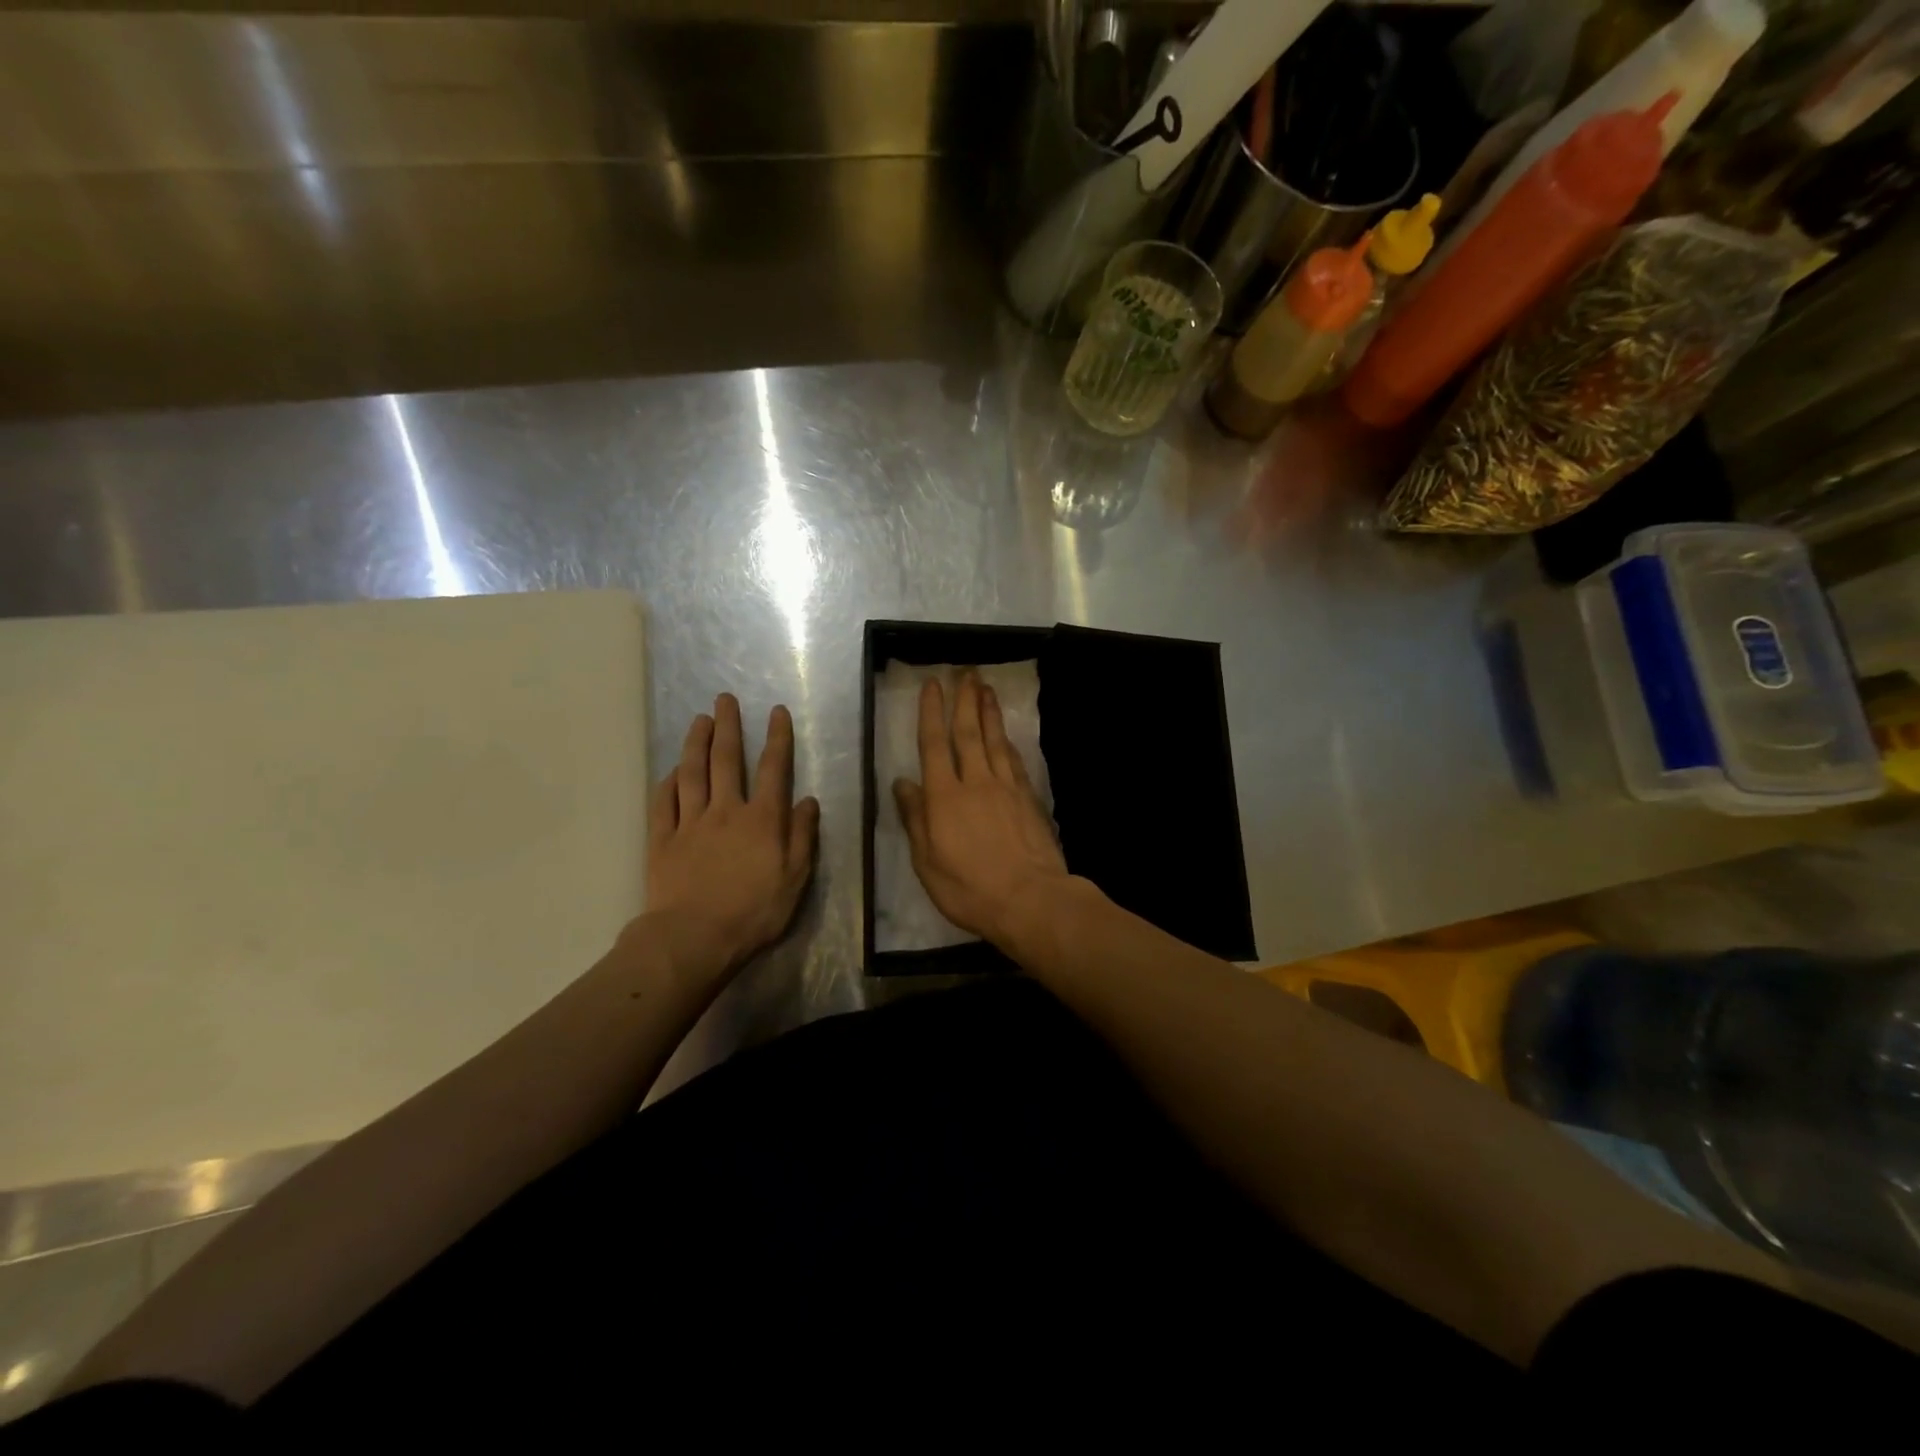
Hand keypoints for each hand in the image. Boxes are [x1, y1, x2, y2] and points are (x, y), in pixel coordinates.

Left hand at [643, 694, 818, 974]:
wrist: (694, 938)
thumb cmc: (753, 912)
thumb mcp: (795, 879)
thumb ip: (802, 837)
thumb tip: (808, 801)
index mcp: (761, 820)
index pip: (773, 770)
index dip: (777, 738)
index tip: (776, 712)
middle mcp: (726, 811)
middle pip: (726, 761)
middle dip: (728, 727)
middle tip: (724, 699)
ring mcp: (690, 823)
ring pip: (692, 774)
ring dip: (695, 744)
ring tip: (698, 720)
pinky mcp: (662, 840)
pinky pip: (664, 804)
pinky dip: (667, 783)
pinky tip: (670, 771)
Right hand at [893, 673, 1071, 948]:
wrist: (1030, 900)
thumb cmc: (970, 889)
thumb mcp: (927, 863)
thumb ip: (915, 820)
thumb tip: (902, 783)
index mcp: (944, 798)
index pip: (934, 745)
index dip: (932, 712)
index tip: (933, 684)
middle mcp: (975, 782)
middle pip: (968, 733)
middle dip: (965, 700)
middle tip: (966, 672)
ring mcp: (1006, 788)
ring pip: (995, 740)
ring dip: (989, 712)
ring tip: (985, 688)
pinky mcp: (1028, 798)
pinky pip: (1015, 761)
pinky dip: (1009, 742)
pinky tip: (1007, 734)